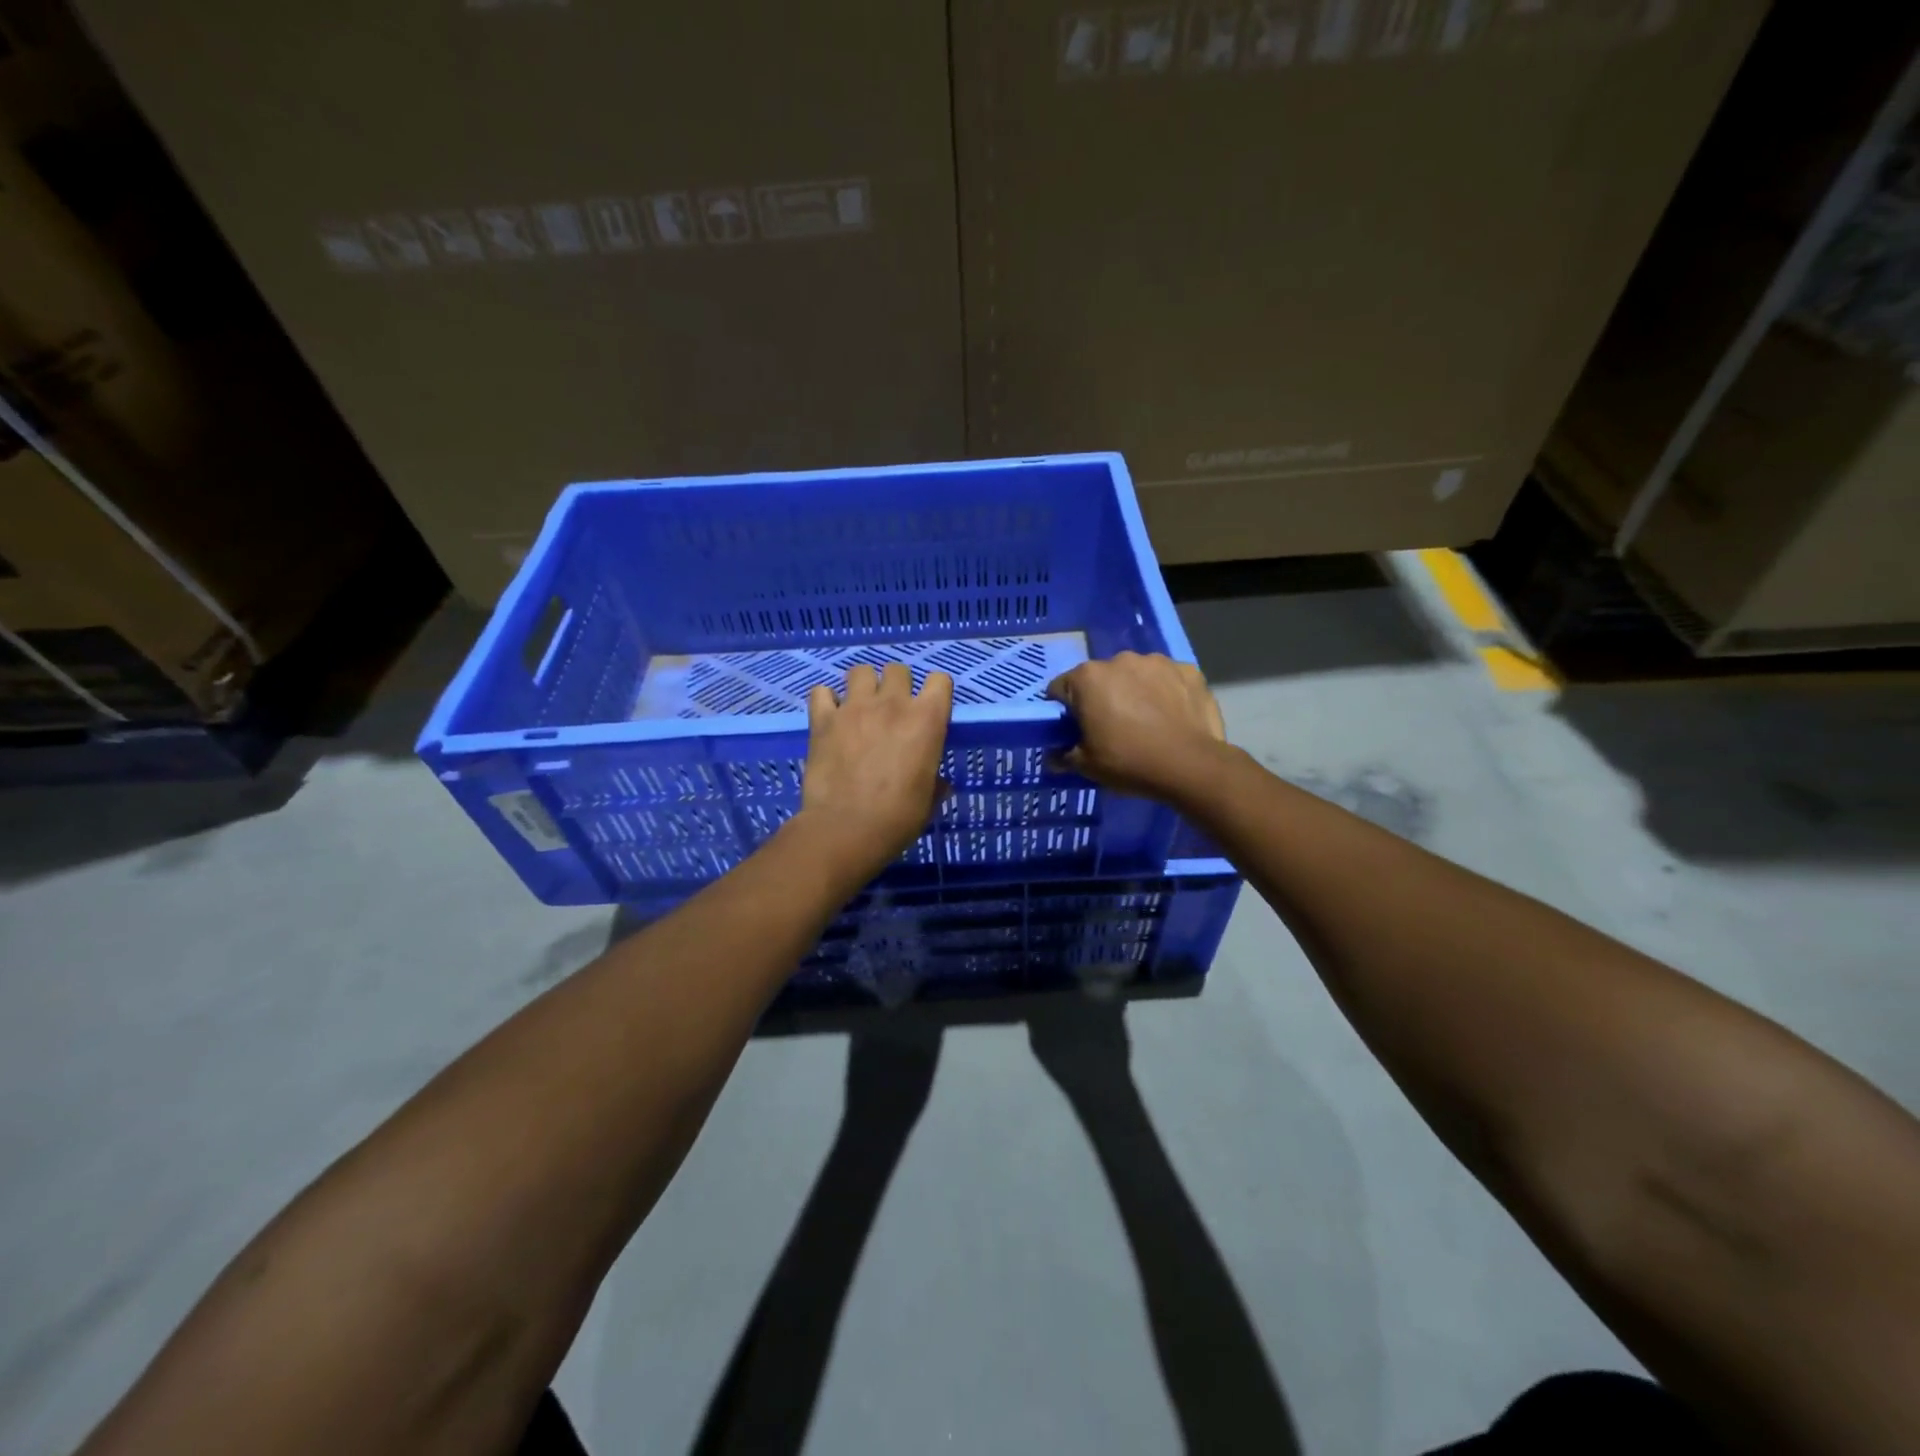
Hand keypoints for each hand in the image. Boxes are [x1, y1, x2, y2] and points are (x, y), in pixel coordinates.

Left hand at [796, 662, 953, 880]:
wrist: (847, 829)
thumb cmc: (898, 817)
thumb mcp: (928, 800)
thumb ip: (934, 782)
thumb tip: (939, 783)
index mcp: (926, 720)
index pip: (940, 680)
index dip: (936, 692)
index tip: (930, 708)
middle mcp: (892, 704)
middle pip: (897, 670)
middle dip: (896, 685)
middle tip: (891, 710)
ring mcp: (854, 708)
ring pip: (860, 672)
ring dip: (862, 686)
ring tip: (860, 707)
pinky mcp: (823, 719)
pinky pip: (821, 692)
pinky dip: (826, 701)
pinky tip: (830, 717)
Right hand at [1045, 651, 1227, 802]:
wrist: (1191, 766)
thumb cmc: (1129, 762)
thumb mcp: (1086, 766)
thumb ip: (1064, 756)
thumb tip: (1054, 756)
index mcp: (1088, 678)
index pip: (1061, 689)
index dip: (1065, 711)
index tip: (1075, 730)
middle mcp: (1120, 660)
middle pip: (1100, 678)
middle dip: (1102, 697)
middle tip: (1112, 728)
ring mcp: (1157, 662)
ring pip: (1136, 675)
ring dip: (1135, 691)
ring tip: (1146, 721)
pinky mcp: (1189, 670)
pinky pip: (1168, 679)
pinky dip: (1166, 692)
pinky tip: (1172, 716)